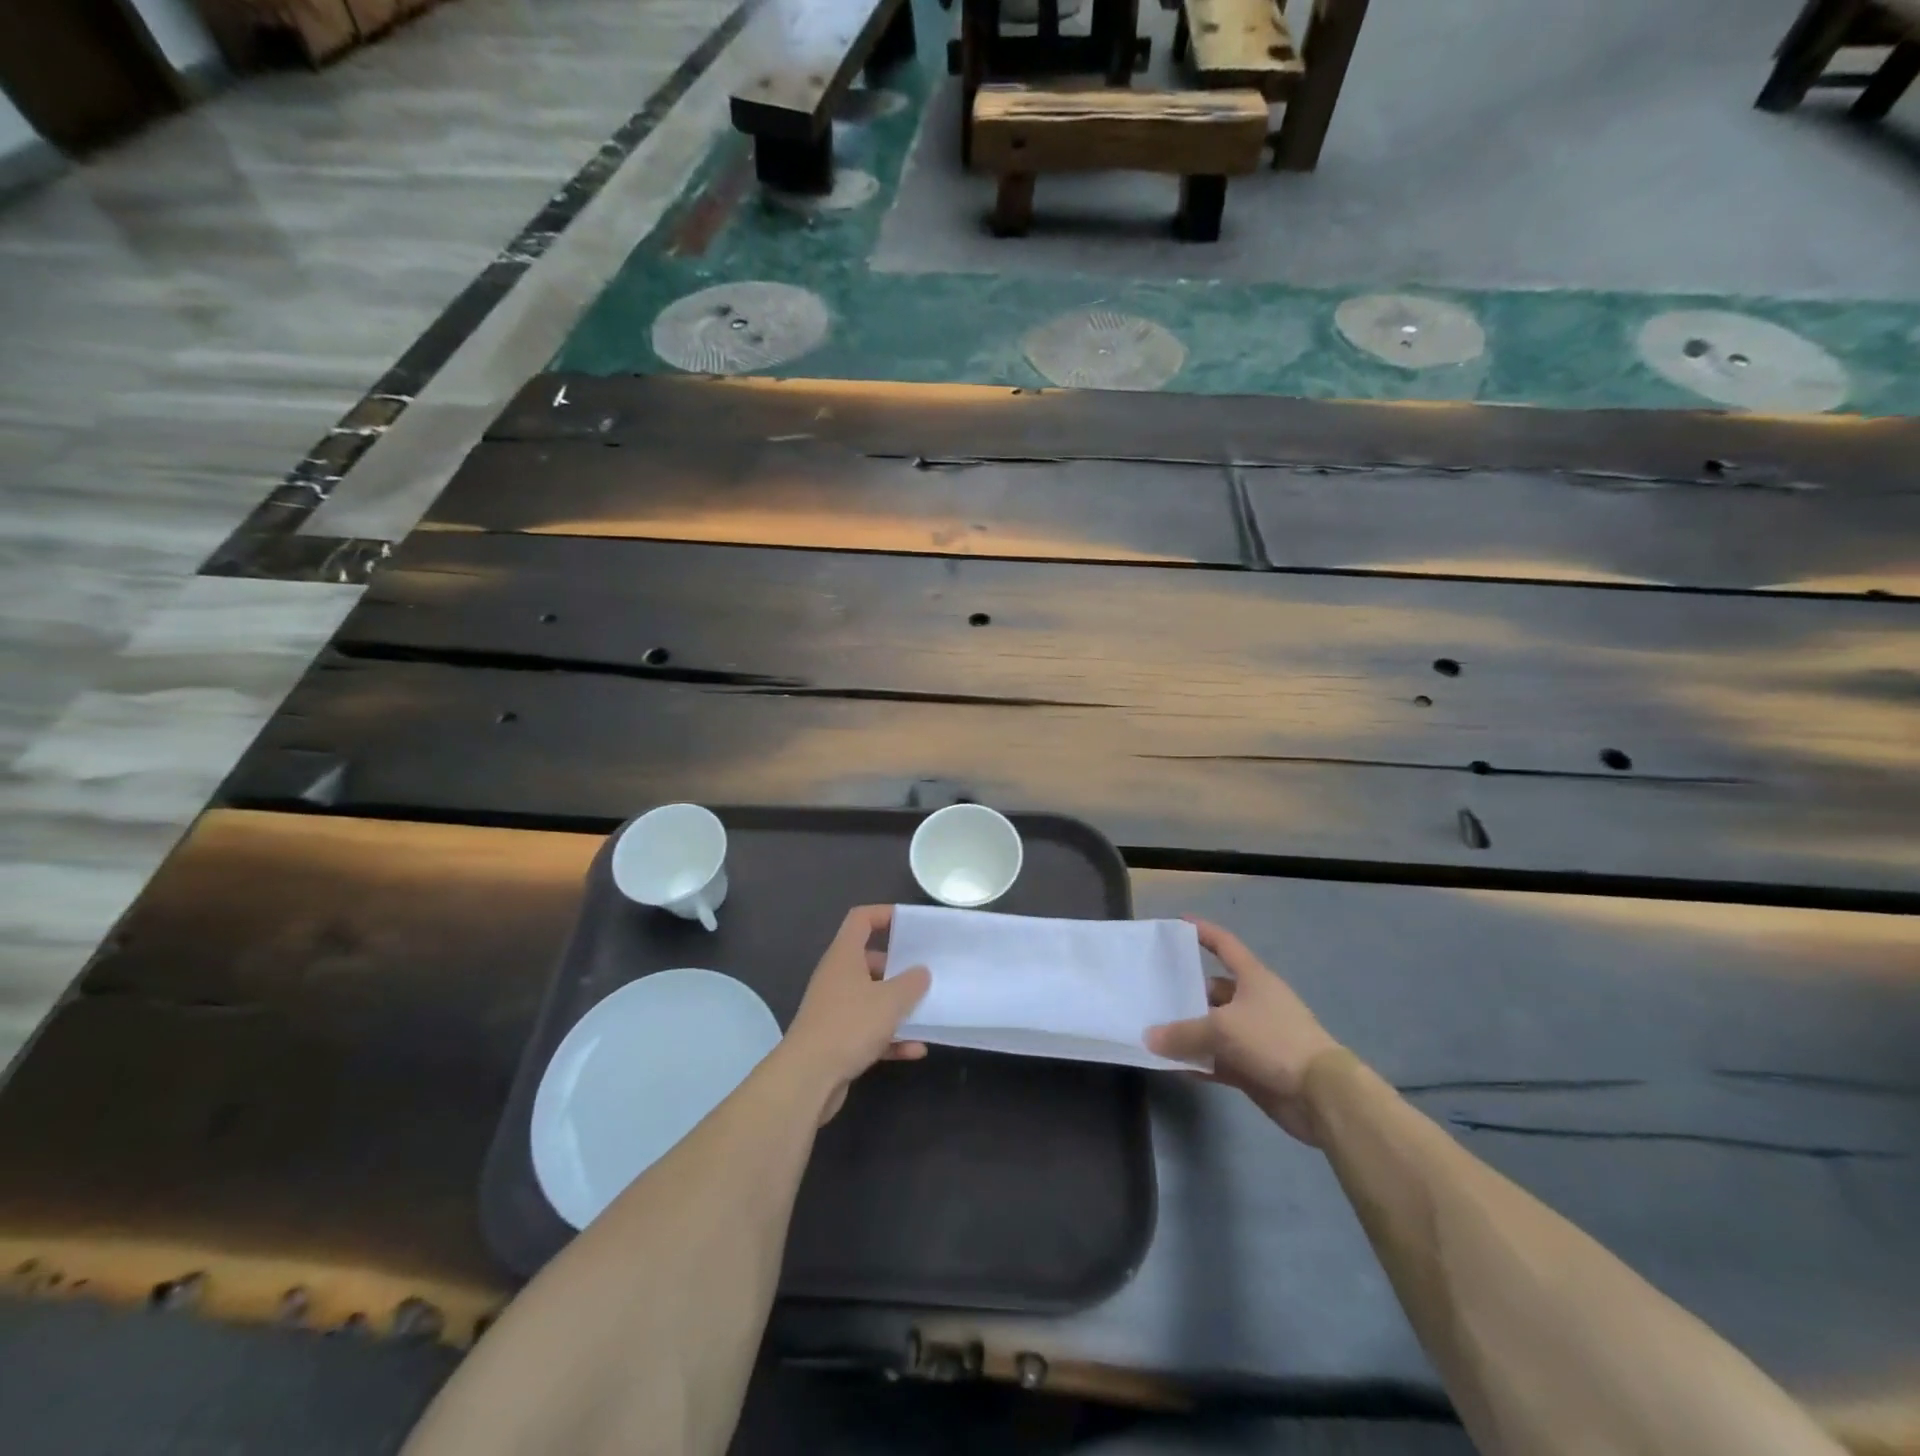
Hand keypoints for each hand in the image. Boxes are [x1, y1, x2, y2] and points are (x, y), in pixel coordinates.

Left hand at [783, 904, 931, 1124]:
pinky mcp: (836, 1039)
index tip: (910, 923)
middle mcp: (837, 977)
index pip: (861, 919)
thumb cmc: (850, 1025)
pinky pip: (869, 1031)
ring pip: (871, 998)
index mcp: (844, 956)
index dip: (885, 914)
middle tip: (925, 973)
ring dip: (897, 1006)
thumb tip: (921, 972)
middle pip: (869, 960)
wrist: (808, 1078)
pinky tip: (915, 1050)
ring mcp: (835, 1009)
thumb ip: (912, 983)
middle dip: (898, 968)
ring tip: (926, 1012)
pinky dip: (890, 1037)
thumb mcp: (891, 1000)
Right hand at [1146, 918, 1343, 1144]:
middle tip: (1152, 992)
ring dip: (1188, 1031)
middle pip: (1213, 990)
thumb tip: (1149, 1038)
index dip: (1203, 931)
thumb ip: (1183, 1033)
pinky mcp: (1253, 1067)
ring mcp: (1254, 1036)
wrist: (1320, 1095)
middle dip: (1185, 992)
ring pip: (1213, 1027)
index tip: (1178, 922)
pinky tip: (1173, 1066)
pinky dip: (1198, 1061)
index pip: (1224, 945)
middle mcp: (1253, 1002)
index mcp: (1253, 978)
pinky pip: (1217, 1059)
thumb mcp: (1222, 1029)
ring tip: (1154, 1030)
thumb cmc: (1273, 1041)